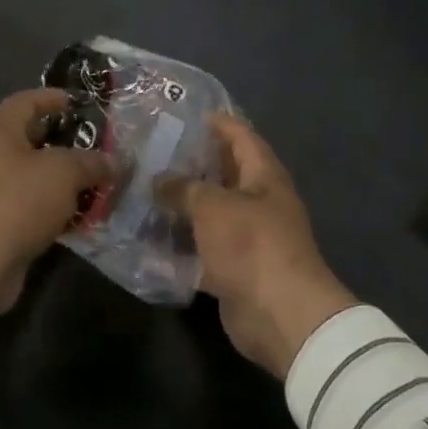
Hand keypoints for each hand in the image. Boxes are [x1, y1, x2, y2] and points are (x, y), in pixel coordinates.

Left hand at [0, 88, 113, 313]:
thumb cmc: (17, 203)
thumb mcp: (63, 174)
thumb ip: (91, 163)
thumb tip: (113, 162)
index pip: (25, 101)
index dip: (52, 98)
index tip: (78, 103)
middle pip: (25, 138)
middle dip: (59, 141)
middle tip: (91, 147)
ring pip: (25, 174)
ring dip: (55, 178)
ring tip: (88, 184)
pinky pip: (21, 203)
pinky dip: (45, 206)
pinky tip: (70, 217)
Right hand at [159, 115, 356, 377]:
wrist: (281, 314)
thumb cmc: (252, 244)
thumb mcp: (212, 206)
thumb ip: (184, 188)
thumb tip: (159, 180)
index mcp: (264, 176)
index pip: (242, 137)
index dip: (220, 123)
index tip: (190, 114)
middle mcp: (259, 202)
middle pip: (225, 174)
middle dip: (194, 163)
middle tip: (155, 152)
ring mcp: (248, 237)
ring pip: (212, 213)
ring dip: (184, 205)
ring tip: (146, 189)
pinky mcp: (235, 269)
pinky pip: (204, 248)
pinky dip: (182, 244)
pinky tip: (151, 237)